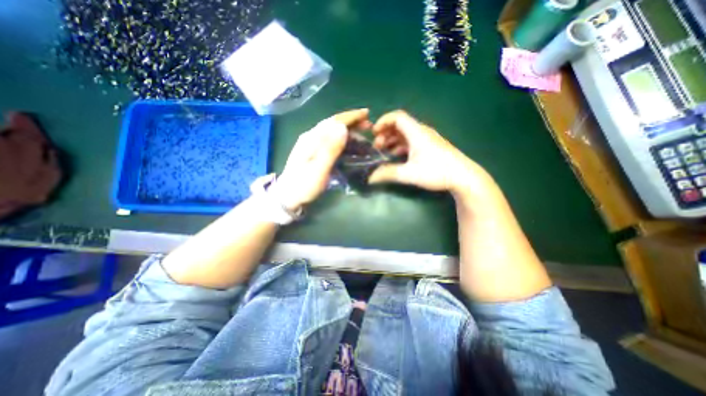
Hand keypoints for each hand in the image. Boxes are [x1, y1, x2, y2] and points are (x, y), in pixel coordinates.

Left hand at [272, 109, 370, 211]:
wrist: (288, 196)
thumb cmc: (304, 185)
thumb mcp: (319, 169)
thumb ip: (330, 149)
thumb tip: (342, 127)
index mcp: (311, 138)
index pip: (333, 121)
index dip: (351, 116)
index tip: (366, 114)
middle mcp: (311, 137)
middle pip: (333, 124)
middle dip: (351, 121)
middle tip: (368, 125)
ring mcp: (311, 144)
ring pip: (332, 131)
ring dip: (348, 129)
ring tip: (362, 133)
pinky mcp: (313, 151)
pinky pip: (330, 139)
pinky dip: (342, 138)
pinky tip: (348, 142)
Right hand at [367, 110, 491, 197]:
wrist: (463, 177)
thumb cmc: (436, 172)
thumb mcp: (409, 174)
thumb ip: (388, 174)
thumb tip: (370, 178)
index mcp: (416, 132)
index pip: (397, 117)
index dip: (383, 121)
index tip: (374, 133)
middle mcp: (422, 131)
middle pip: (400, 124)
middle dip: (385, 133)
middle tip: (377, 147)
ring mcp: (427, 139)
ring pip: (405, 133)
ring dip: (393, 140)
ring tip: (384, 151)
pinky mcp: (430, 146)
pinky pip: (411, 140)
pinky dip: (401, 145)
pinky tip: (397, 156)